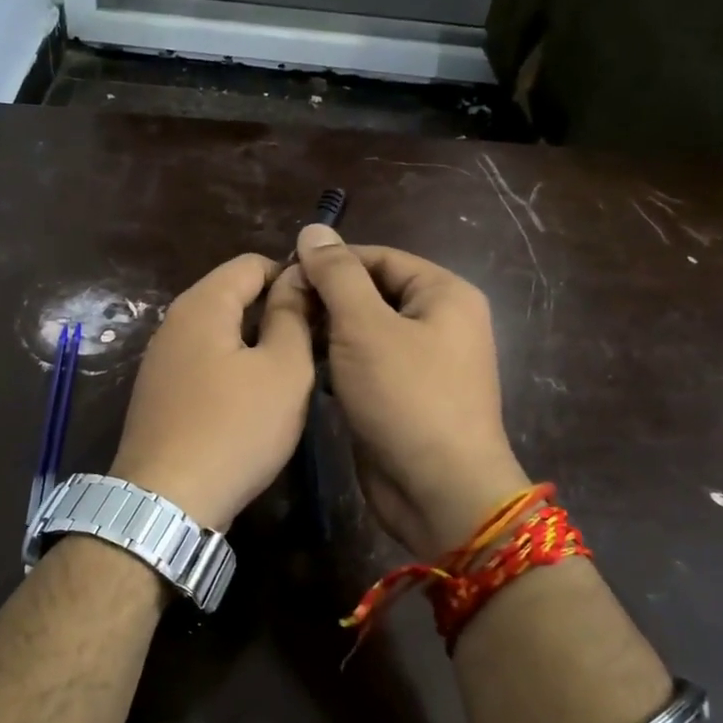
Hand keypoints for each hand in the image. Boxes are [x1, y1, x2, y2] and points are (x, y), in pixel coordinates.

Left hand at [109, 253, 314, 532]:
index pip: (250, 263)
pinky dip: (232, 369)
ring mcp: (160, 361)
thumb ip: (292, 317)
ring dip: (255, 343)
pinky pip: (203, 364)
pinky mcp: (158, 395)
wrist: (167, 501)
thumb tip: (296, 278)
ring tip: (291, 371)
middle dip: (274, 310)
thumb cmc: (235, 428)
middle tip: (316, 341)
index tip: (324, 304)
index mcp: (202, 305)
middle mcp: (173, 323)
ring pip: (218, 333)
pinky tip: (253, 400)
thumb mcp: (283, 370)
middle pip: (231, 296)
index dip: (291, 275)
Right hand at [281, 225, 527, 558]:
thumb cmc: (407, 398)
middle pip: (372, 293)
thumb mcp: (365, 327)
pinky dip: (338, 364)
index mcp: (444, 294)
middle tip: (279, 310)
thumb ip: (337, 276)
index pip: (379, 258)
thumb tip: (313, 230)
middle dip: (326, 299)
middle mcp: (439, 322)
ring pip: (366, 332)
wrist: (440, 491)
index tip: (283, 275)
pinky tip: (305, 369)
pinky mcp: (404, 397)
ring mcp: (423, 363)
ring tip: (285, 337)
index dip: (330, 262)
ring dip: (328, 333)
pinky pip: (367, 366)